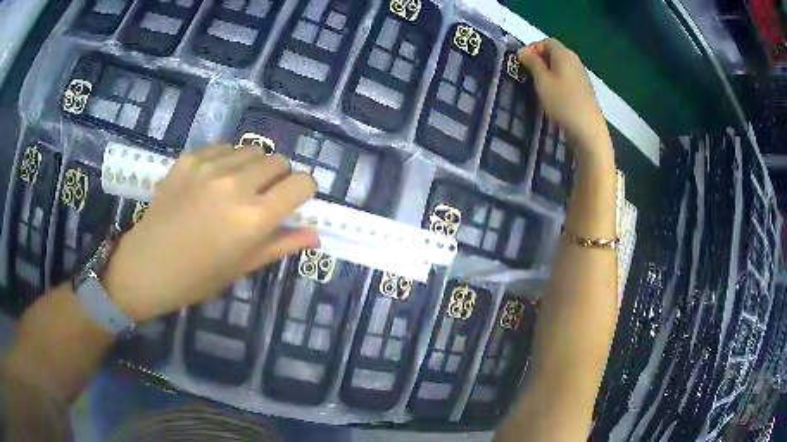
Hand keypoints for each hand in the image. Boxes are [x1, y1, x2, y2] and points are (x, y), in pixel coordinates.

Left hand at [103, 145, 318, 321]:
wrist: (147, 265)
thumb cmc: (197, 277)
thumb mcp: (242, 266)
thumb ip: (281, 245)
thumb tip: (315, 234)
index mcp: (253, 219)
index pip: (302, 183)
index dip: (304, 191)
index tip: (293, 202)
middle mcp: (236, 185)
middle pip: (279, 161)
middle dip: (279, 178)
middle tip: (263, 197)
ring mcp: (210, 167)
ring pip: (253, 150)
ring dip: (254, 167)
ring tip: (236, 188)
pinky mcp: (190, 158)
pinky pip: (225, 148)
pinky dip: (229, 161)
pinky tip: (213, 181)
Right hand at [518, 39, 612, 164]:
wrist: (588, 130)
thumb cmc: (563, 102)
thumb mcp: (542, 80)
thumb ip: (532, 63)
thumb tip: (523, 51)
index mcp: (564, 54)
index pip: (546, 41)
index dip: (532, 48)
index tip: (521, 62)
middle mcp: (574, 61)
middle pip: (554, 53)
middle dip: (539, 60)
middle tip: (527, 74)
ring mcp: (581, 76)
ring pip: (560, 67)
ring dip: (547, 72)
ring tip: (538, 86)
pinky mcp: (584, 90)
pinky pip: (566, 79)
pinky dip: (556, 82)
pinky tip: (552, 96)